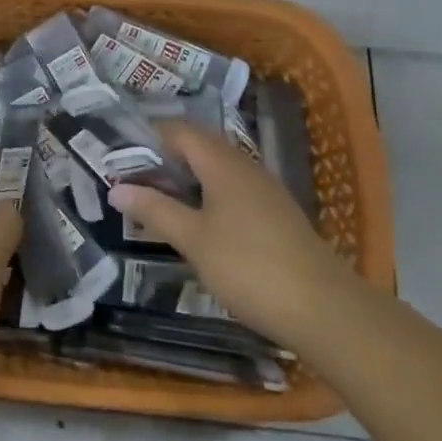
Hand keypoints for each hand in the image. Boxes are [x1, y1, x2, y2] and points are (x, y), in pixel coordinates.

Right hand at [108, 122, 352, 347]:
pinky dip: (206, 195)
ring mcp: (264, 191)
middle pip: (198, 147)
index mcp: (223, 163)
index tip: (117, 155)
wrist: (324, 309)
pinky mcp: (274, 215)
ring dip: (185, 178)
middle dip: (163, 158)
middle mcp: (245, 167)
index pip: (179, 131)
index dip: (147, 137)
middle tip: (130, 179)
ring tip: (155, 200)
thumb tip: (117, 187)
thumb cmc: (249, 267)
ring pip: (216, 169)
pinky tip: (195, 222)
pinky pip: (231, 190)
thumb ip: (154, 210)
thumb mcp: (193, 240)